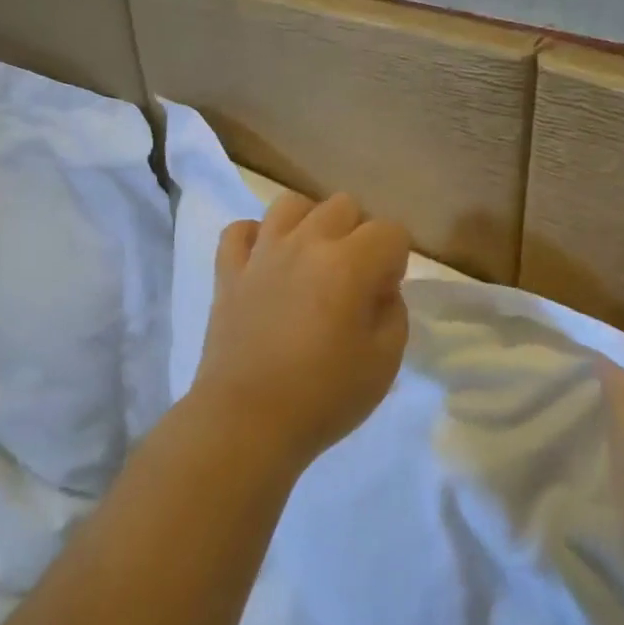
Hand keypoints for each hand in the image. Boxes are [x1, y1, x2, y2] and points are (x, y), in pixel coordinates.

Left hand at [189, 191, 411, 470]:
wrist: (247, 420)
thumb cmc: (324, 396)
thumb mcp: (385, 361)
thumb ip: (394, 312)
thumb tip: (379, 290)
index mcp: (349, 263)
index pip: (390, 231)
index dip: (396, 260)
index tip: (384, 295)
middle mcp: (305, 243)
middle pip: (343, 205)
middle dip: (358, 233)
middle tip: (353, 278)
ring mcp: (261, 253)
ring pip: (290, 204)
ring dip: (310, 223)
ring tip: (312, 260)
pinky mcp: (227, 272)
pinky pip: (239, 230)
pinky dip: (255, 238)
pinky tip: (265, 262)